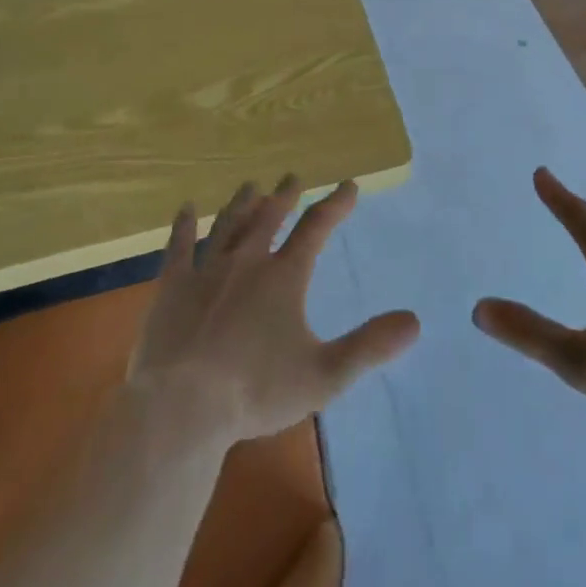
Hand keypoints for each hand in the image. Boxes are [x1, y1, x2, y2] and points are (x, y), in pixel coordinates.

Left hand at [128, 177, 419, 444]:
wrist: (181, 409)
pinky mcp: (171, 289)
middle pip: (268, 218)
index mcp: (284, 277)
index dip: (336, 204)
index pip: (316, 228)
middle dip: (284, 196)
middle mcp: (247, 262)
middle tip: (292, 177)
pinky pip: (178, 248)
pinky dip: (183, 227)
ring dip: (241, 204)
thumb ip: (369, 346)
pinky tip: (185, 209)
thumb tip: (414, 321)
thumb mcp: (324, 375)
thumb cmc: (255, 392)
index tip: (349, 185)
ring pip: (227, 226)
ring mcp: (206, 272)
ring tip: (250, 185)